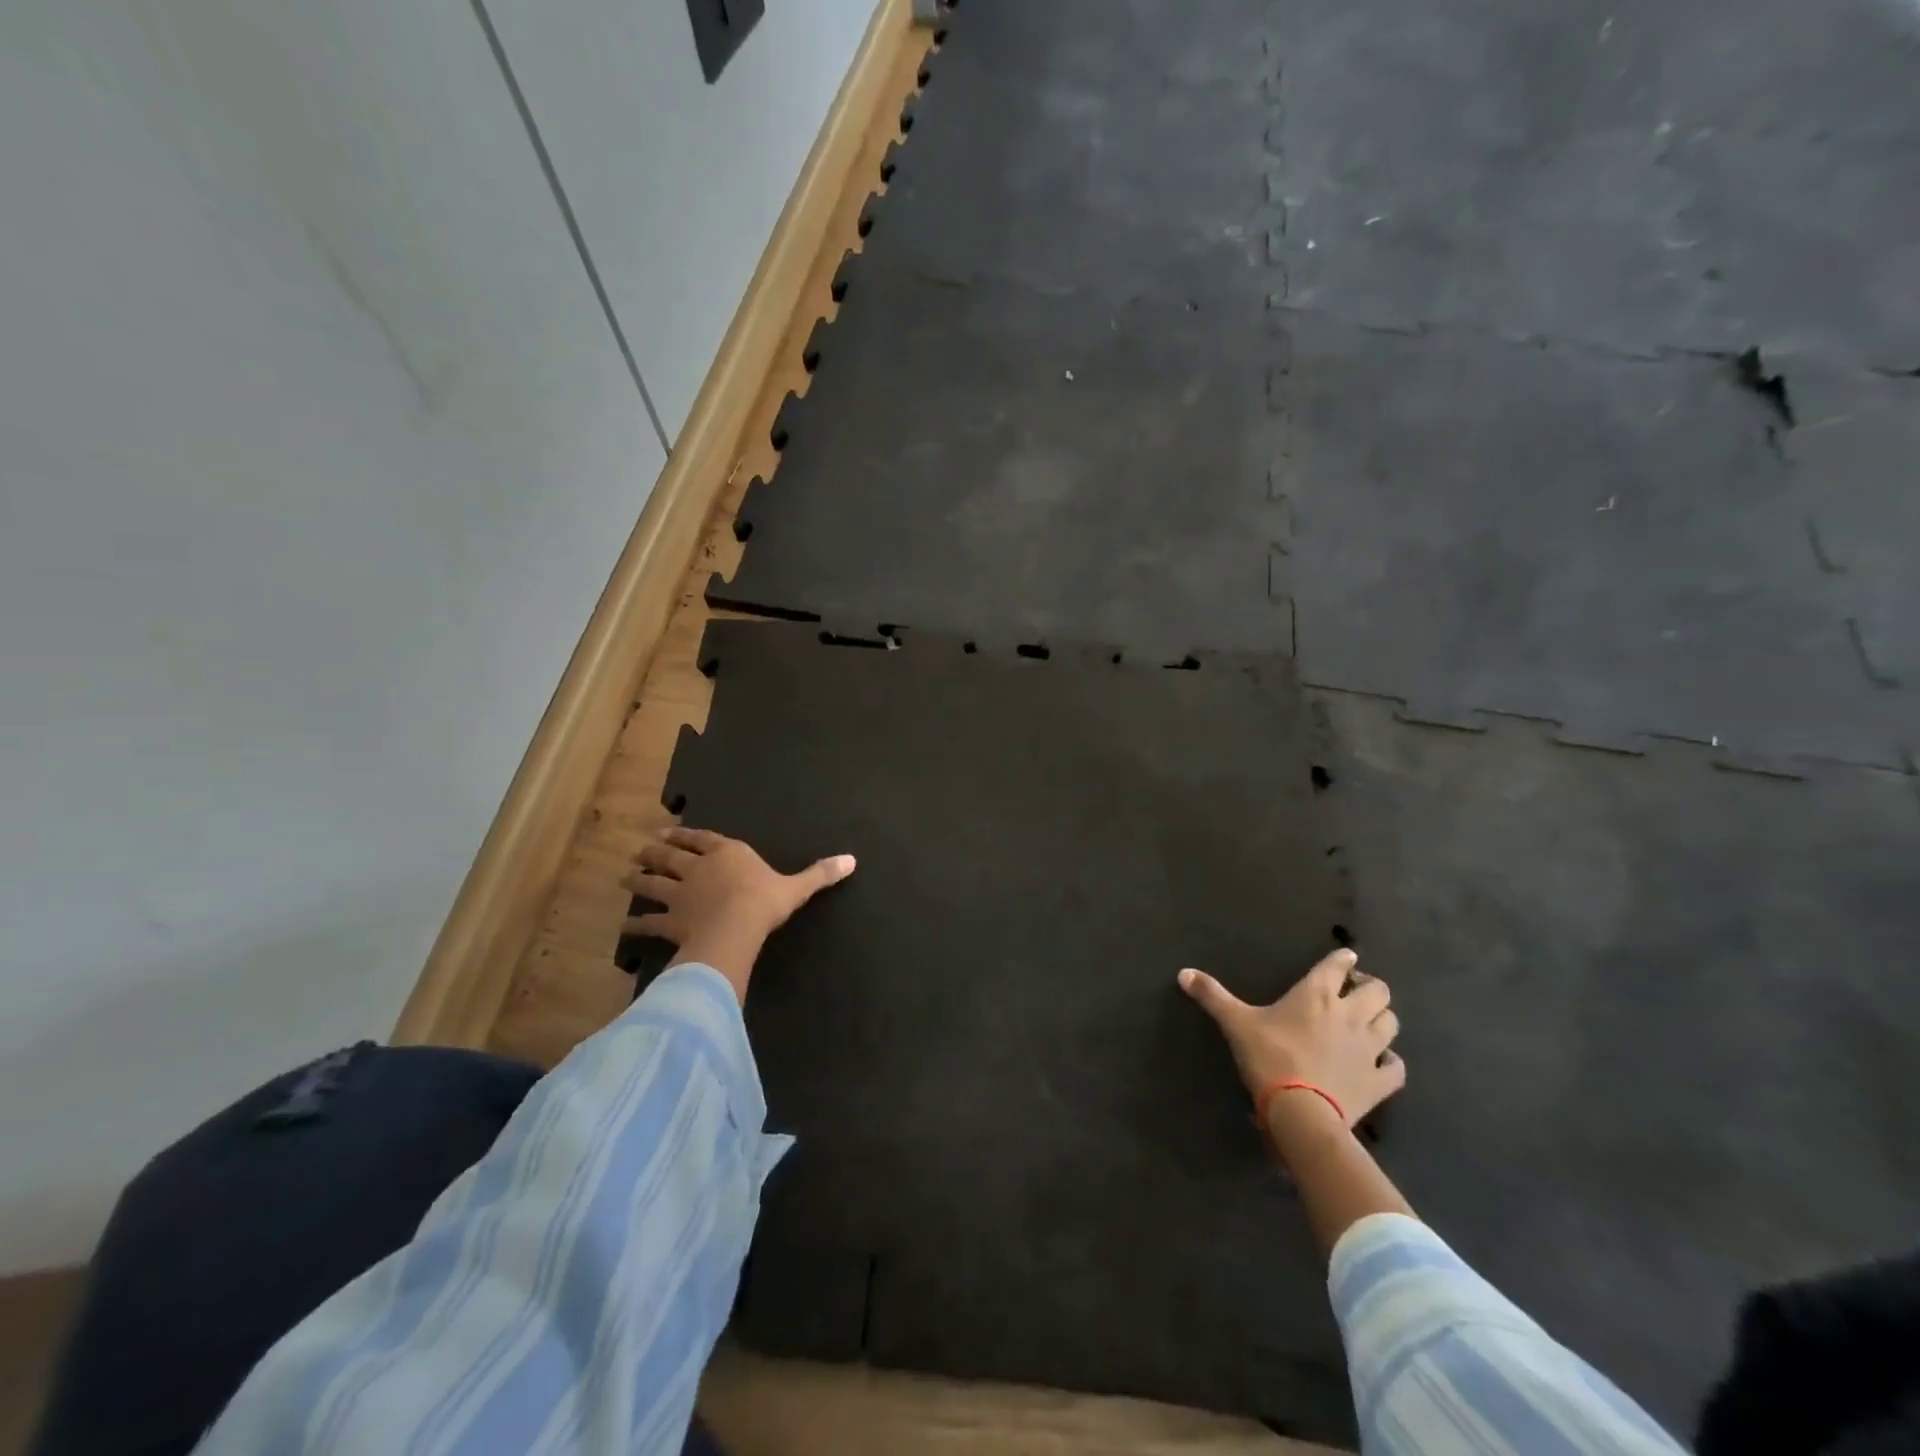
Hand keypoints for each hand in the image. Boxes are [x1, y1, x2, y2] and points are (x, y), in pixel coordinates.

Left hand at [624, 827, 854, 1002]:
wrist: (736, 927)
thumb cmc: (765, 901)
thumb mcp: (797, 887)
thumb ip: (820, 873)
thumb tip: (852, 860)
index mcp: (727, 853)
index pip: (702, 839)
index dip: (686, 835)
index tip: (669, 831)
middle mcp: (698, 868)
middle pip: (670, 856)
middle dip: (654, 852)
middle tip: (639, 849)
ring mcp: (680, 894)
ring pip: (652, 884)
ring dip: (637, 881)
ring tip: (624, 878)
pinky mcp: (670, 921)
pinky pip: (649, 923)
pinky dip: (635, 926)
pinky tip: (624, 929)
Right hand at [1178, 948, 1403, 1137]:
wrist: (1301, 1112)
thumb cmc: (1268, 1058)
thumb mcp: (1235, 1023)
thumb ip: (1212, 995)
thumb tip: (1183, 972)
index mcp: (1316, 994)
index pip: (1338, 965)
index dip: (1343, 959)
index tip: (1346, 958)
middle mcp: (1350, 1014)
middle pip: (1379, 990)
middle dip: (1370, 987)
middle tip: (1355, 993)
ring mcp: (1370, 1048)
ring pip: (1392, 1023)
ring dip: (1383, 1019)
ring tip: (1370, 1023)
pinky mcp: (1380, 1081)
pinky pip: (1396, 1067)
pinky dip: (1392, 1062)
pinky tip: (1382, 1063)